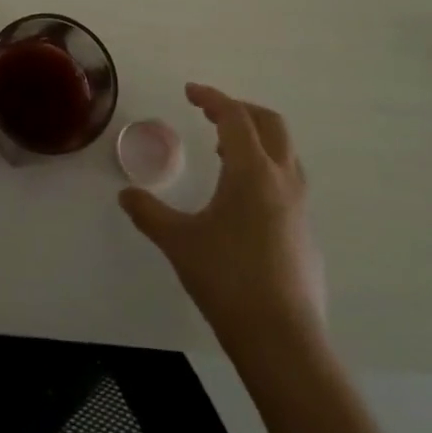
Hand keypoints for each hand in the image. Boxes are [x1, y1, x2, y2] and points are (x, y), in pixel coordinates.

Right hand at [119, 83, 326, 351]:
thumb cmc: (227, 279)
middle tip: (211, 113)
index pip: (234, 116)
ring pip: (285, 153)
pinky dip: (265, 170)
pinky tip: (242, 201)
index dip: (212, 97)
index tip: (190, 92)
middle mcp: (282, 180)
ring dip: (256, 140)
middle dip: (241, 110)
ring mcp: (300, 207)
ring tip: (224, 153)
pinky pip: (287, 182)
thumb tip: (125, 196)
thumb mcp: (178, 242)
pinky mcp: (306, 233)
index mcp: (252, 171)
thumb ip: (149, 213)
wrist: (283, 340)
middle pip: (270, 124)